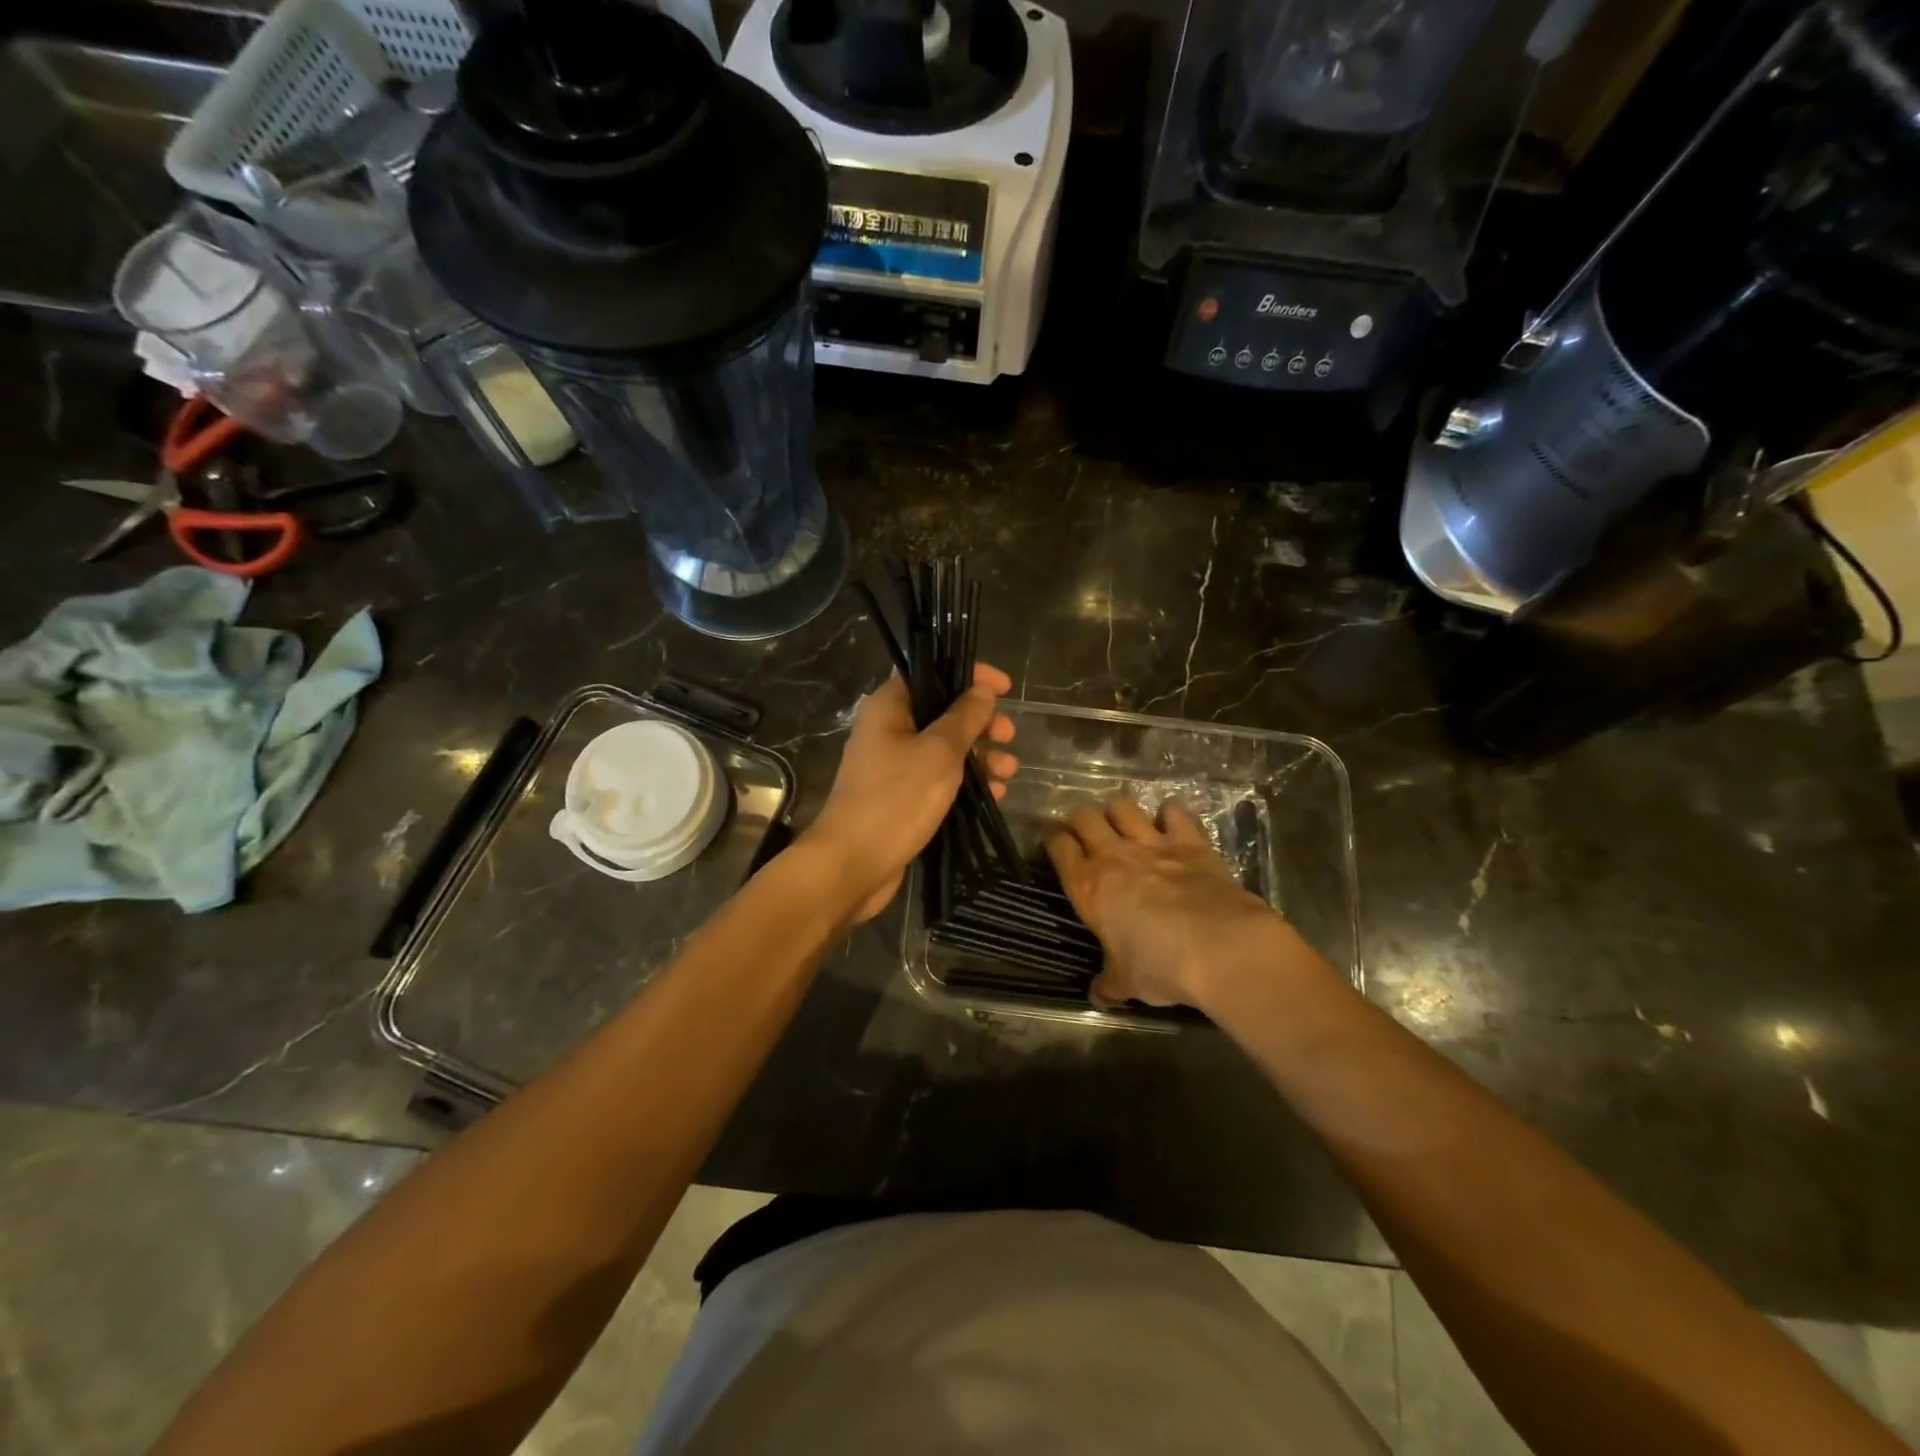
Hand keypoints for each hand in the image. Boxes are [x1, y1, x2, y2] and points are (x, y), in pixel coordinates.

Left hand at [802, 663, 1016, 922]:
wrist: (853, 864)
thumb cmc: (896, 799)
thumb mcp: (939, 752)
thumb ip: (964, 718)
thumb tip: (982, 690)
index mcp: (889, 707)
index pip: (931, 672)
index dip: (970, 675)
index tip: (1004, 688)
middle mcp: (888, 730)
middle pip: (942, 713)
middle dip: (980, 723)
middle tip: (1008, 736)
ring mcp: (894, 766)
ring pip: (945, 749)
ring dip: (980, 756)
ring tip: (1009, 772)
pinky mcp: (902, 798)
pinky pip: (939, 779)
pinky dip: (966, 782)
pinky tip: (995, 795)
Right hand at [1045, 798, 1304, 1010]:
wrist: (1221, 948)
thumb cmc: (1161, 966)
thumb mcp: (1127, 982)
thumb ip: (1109, 984)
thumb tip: (1098, 996)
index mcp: (1088, 885)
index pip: (1058, 845)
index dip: (1052, 839)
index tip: (1053, 841)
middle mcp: (1113, 855)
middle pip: (1084, 816)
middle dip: (1080, 819)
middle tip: (1085, 831)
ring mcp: (1152, 843)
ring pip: (1123, 806)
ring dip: (1119, 812)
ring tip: (1123, 825)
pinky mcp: (1190, 841)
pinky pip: (1174, 811)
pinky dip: (1170, 814)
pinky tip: (1170, 824)